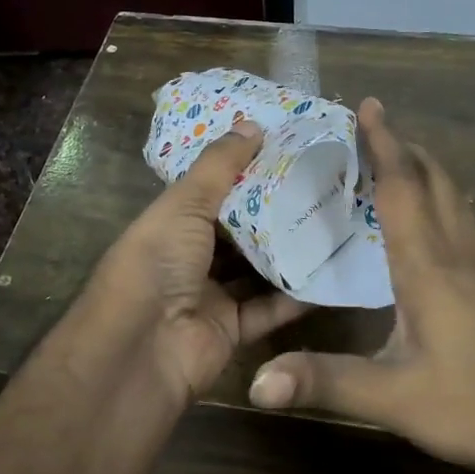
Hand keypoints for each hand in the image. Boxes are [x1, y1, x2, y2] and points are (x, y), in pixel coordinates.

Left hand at [92, 120, 309, 402]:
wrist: (140, 350)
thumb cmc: (156, 264)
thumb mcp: (183, 205)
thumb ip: (219, 166)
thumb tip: (252, 124)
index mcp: (170, 224)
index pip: (212, 191)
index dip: (245, 170)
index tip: (288, 149)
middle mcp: (189, 257)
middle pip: (239, 231)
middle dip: (276, 211)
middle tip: (323, 184)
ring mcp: (210, 296)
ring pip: (257, 269)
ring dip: (290, 251)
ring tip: (334, 222)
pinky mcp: (232, 330)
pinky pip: (269, 308)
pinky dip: (296, 295)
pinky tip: (331, 272)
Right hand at [247, 99, 474, 473]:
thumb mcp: (394, 397)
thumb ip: (325, 382)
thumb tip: (256, 384)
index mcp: (429, 266)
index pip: (402, 187)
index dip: (383, 143)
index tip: (368, 105)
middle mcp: (461, 253)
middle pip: (434, 180)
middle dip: (405, 146)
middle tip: (374, 125)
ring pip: (455, 198)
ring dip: (426, 170)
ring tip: (397, 161)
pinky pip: (465, 223)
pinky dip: (441, 201)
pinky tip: (431, 225)